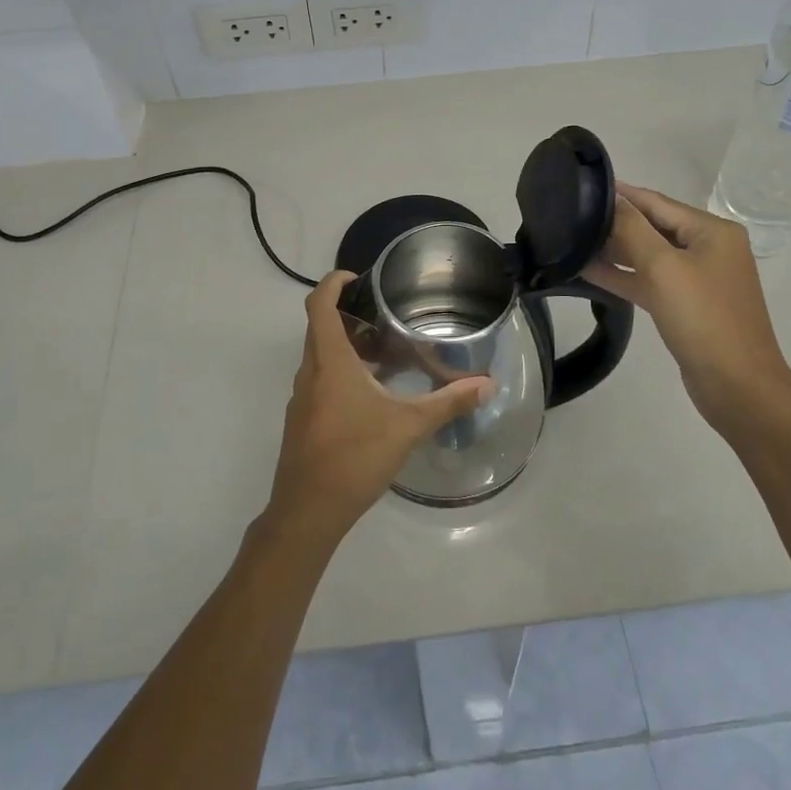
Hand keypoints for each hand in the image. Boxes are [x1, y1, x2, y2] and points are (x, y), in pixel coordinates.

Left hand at [264, 272, 494, 547]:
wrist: (308, 511)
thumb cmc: (355, 456)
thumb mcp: (408, 426)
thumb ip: (449, 402)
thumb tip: (488, 385)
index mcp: (329, 360)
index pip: (319, 303)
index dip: (333, 282)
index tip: (357, 277)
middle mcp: (310, 371)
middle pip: (321, 327)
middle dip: (350, 315)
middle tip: (386, 315)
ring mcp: (303, 397)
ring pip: (321, 356)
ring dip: (348, 347)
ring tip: (387, 353)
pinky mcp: (303, 420)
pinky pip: (321, 380)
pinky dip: (343, 373)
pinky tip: (373, 395)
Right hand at [582, 183, 790, 434]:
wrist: (738, 386)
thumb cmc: (703, 318)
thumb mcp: (664, 267)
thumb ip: (633, 229)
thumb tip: (612, 200)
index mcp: (712, 231)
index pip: (658, 202)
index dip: (622, 194)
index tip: (584, 185)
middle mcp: (709, 249)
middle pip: (654, 226)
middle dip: (616, 222)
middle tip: (572, 215)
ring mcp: (698, 279)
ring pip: (649, 255)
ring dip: (615, 250)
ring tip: (573, 241)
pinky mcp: (686, 306)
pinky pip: (650, 281)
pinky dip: (624, 276)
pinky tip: (589, 271)